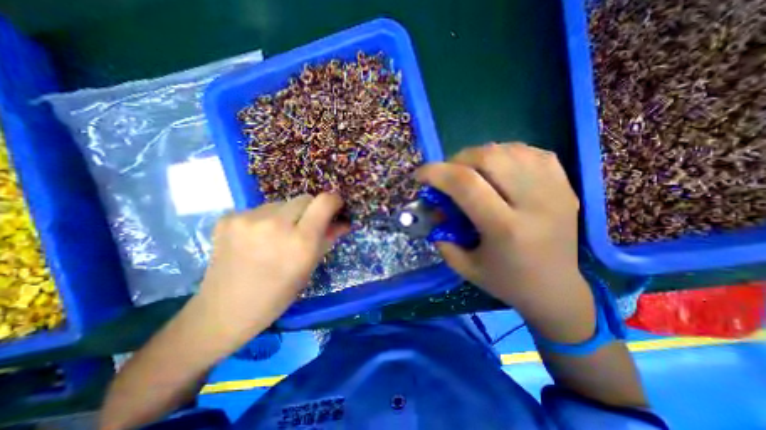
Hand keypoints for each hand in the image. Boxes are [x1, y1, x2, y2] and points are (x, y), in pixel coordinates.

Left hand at [194, 193, 348, 344]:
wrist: (224, 310)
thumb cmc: (278, 294)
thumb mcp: (309, 267)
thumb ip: (328, 238)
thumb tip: (343, 222)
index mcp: (300, 241)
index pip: (324, 201)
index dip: (333, 201)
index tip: (334, 208)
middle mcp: (275, 224)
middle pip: (304, 198)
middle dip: (310, 210)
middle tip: (304, 228)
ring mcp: (248, 218)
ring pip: (282, 203)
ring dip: (286, 215)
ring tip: (276, 237)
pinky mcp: (229, 217)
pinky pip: (260, 209)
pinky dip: (265, 219)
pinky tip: (256, 238)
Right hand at [419, 142, 591, 340]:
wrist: (556, 289)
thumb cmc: (506, 282)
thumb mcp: (464, 266)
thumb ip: (442, 235)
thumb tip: (434, 207)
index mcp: (506, 229)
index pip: (466, 184)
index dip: (436, 172)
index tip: (420, 175)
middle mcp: (534, 203)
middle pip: (489, 157)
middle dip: (458, 160)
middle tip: (448, 174)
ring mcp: (555, 190)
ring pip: (509, 150)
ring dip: (480, 155)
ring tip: (471, 171)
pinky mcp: (566, 185)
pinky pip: (531, 152)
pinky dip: (506, 154)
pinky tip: (498, 169)